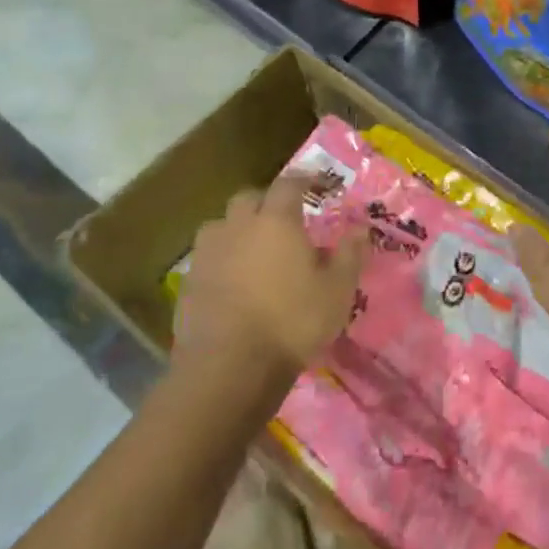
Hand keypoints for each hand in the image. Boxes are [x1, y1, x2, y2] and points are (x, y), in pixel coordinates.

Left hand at [175, 175, 365, 387]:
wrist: (228, 368)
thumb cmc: (291, 321)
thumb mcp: (337, 290)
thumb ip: (350, 254)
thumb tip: (360, 228)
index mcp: (276, 220)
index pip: (289, 183)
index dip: (304, 180)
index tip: (318, 184)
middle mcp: (238, 226)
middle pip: (248, 198)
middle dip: (266, 202)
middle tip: (284, 219)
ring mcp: (208, 254)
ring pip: (221, 225)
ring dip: (237, 229)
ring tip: (253, 249)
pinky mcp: (187, 283)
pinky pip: (207, 258)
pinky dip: (221, 261)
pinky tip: (232, 282)